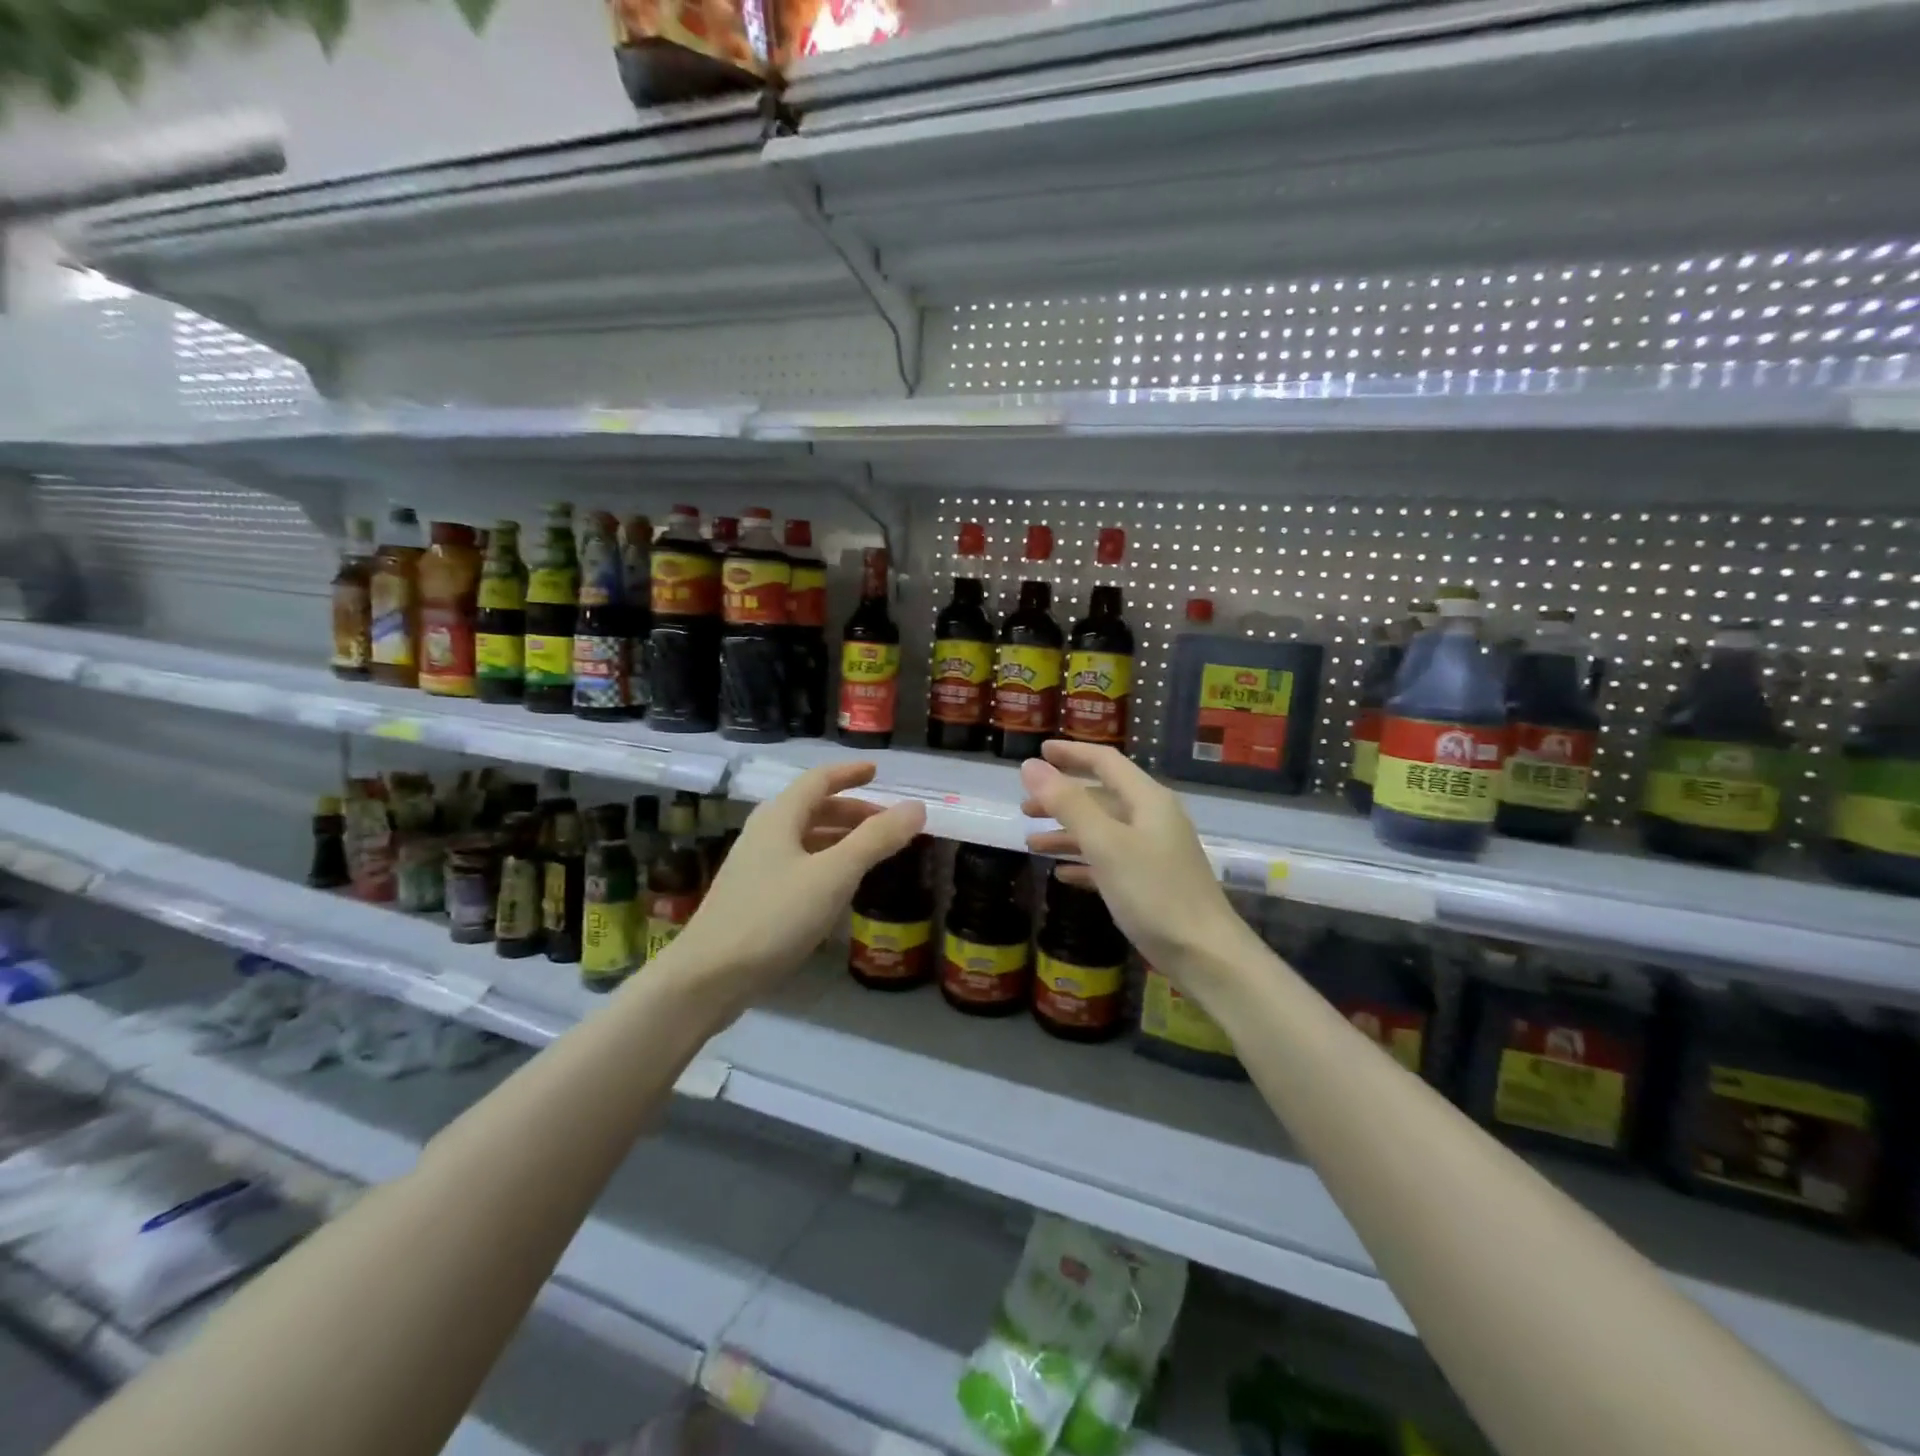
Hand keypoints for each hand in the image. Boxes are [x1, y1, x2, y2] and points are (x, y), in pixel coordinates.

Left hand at [659, 763, 925, 1012]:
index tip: (876, 771)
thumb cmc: (773, 917)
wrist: (708, 977)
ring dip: (839, 837)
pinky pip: (797, 865)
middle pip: (812, 809)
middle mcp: (764, 834)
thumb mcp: (834, 875)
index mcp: (779, 818)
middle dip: (851, 811)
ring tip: (871, 851)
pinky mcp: (753, 897)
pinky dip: (825, 863)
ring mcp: (755, 867)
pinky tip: (839, 887)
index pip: (818, 780)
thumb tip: (917, 807)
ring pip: (805, 839)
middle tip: (886, 822)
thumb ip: (876, 840)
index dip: (849, 773)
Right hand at [1020, 741, 1253, 981]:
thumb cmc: (1154, 892)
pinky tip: (1061, 873)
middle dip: (1062, 799)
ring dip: (1067, 833)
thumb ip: (1068, 803)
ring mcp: (1153, 851)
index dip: (1071, 754)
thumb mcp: (1105, 844)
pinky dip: (1084, 861)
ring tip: (1032, 843)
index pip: (1105, 762)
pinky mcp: (1151, 882)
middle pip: (1100, 797)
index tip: (1038, 751)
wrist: (1205, 953)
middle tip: (1025, 807)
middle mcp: (1152, 818)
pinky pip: (1110, 860)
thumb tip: (1031, 766)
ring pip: (1103, 830)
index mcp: (1147, 800)